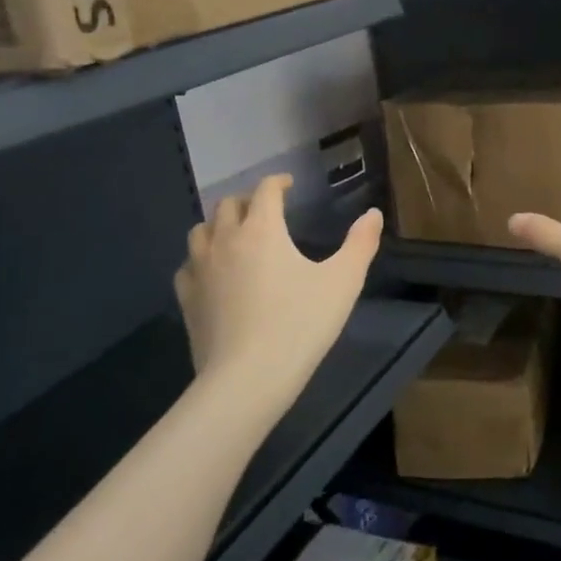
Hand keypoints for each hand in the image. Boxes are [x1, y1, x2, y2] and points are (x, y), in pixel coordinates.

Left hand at [176, 175, 383, 422]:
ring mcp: (200, 269)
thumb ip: (360, 243)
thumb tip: (373, 214)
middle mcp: (226, 240)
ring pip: (201, 230)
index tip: (289, 184)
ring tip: (236, 235)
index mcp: (262, 230)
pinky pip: (188, 265)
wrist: (247, 379)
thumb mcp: (343, 282)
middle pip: (228, 205)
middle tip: (266, 210)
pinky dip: (201, 258)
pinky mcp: (187, 299)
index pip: (265, 190)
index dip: (278, 182)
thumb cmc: (300, 325)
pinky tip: (213, 272)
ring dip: (220, 224)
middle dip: (248, 200)